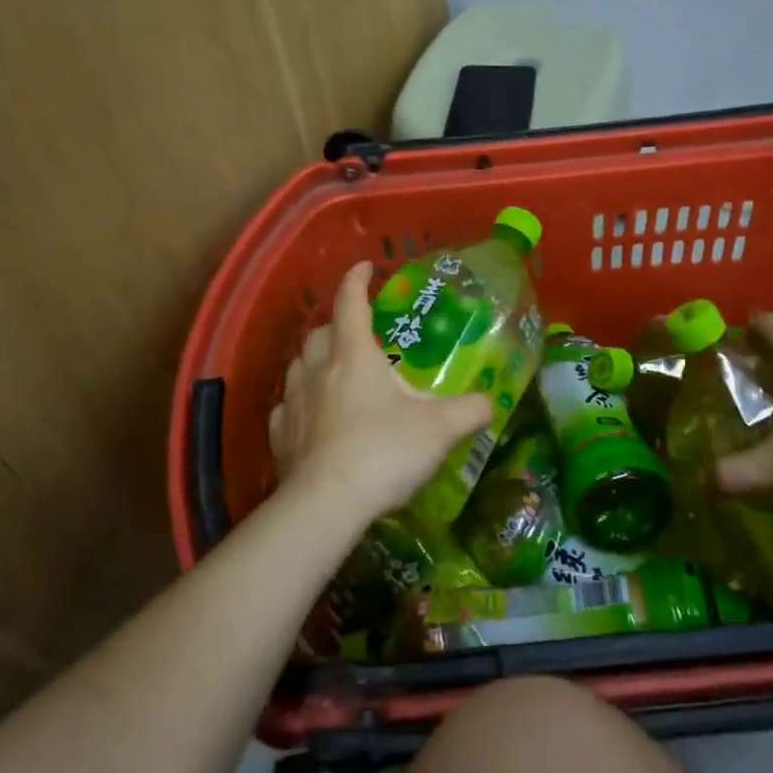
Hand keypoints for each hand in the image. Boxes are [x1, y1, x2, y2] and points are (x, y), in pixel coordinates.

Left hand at [269, 261, 493, 524]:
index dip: (357, 280)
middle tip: (357, 333)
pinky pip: (287, 407)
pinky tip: (313, 417)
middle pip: (320, 333)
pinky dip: (300, 402)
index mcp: (354, 355)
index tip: (365, 267)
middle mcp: (318, 370)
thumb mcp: (440, 429)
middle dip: (337, 324)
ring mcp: (293, 402)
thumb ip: (470, 411)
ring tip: (333, 372)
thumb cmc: (385, 451)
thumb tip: (490, 403)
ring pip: (298, 366)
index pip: (350, 302)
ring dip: (315, 360)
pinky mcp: (281, 436)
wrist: (328, 504)